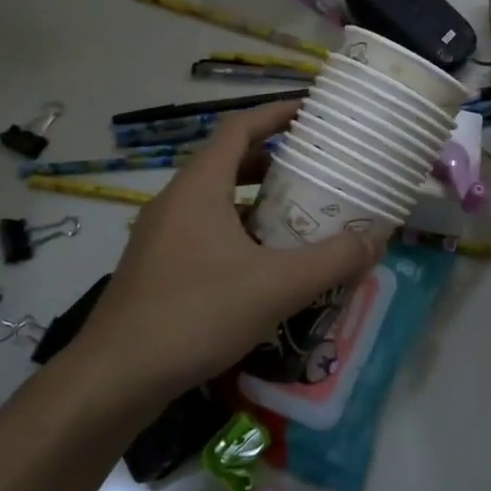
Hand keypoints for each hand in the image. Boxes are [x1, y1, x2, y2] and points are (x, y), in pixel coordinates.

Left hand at [75, 103, 383, 397]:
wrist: (114, 378)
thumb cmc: (195, 315)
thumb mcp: (276, 286)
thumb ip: (332, 260)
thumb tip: (376, 239)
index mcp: (199, 187)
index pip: (239, 127)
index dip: (276, 113)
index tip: (312, 111)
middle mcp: (176, 202)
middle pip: (230, 163)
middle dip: (276, 161)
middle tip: (319, 171)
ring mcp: (162, 236)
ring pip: (219, 202)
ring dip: (259, 202)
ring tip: (302, 217)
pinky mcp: (159, 268)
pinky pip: (207, 233)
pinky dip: (241, 234)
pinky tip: (267, 267)